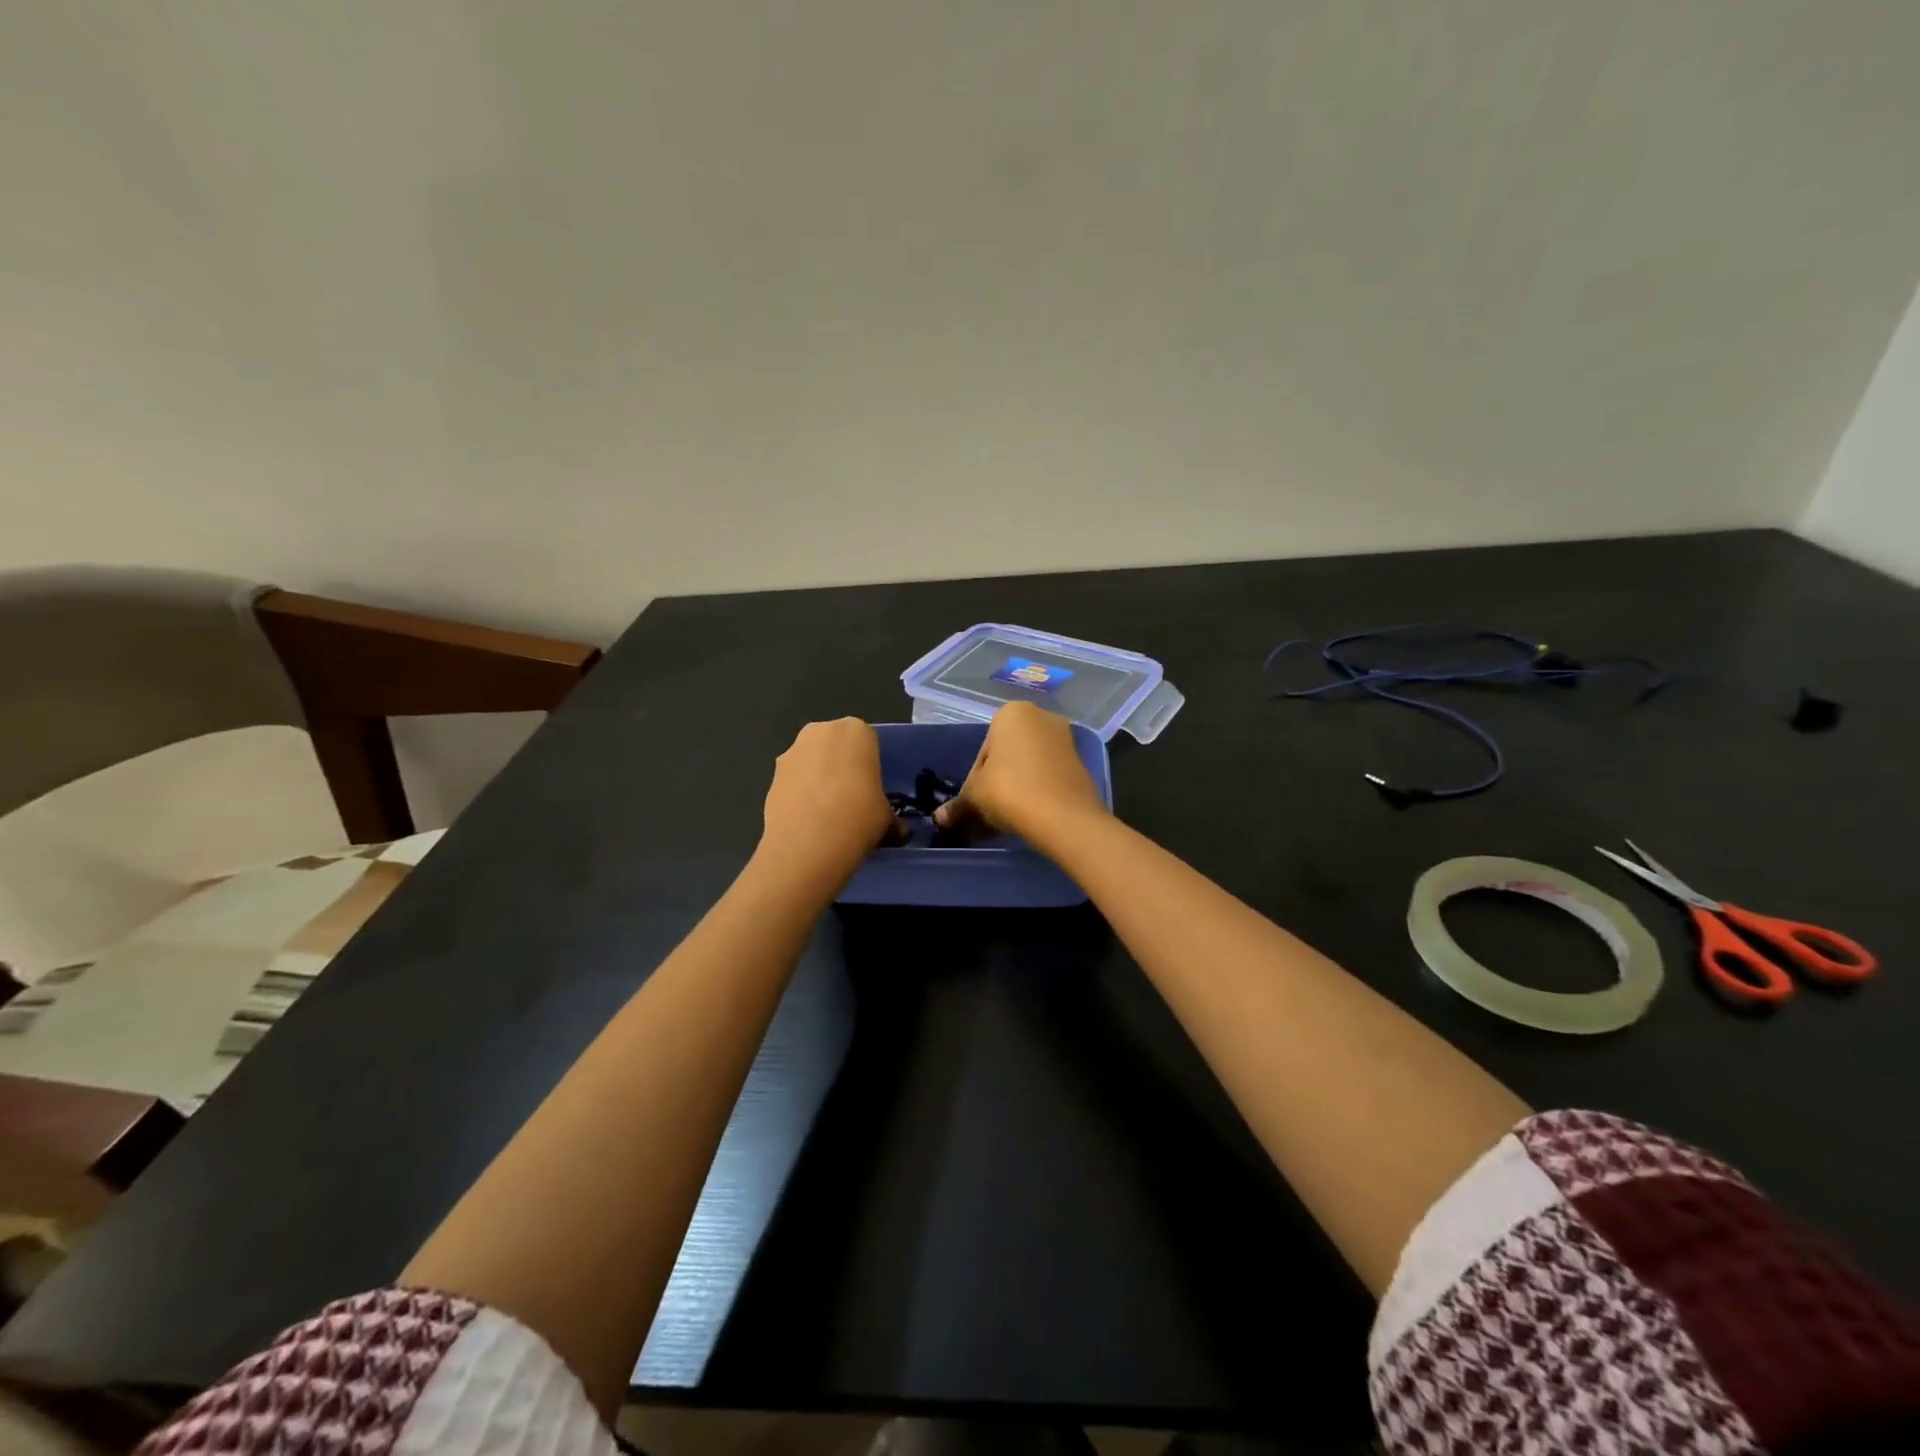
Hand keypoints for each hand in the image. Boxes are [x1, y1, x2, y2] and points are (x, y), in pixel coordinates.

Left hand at [758, 718, 900, 886]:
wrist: (807, 844)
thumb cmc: (859, 818)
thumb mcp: (887, 820)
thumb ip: (893, 819)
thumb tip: (899, 832)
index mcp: (857, 731)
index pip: (868, 742)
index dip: (870, 767)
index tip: (872, 790)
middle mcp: (821, 731)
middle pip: (836, 746)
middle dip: (842, 767)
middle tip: (851, 800)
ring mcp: (792, 751)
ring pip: (812, 762)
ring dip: (818, 780)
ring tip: (827, 815)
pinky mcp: (772, 774)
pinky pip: (794, 780)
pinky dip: (800, 794)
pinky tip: (808, 821)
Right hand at [932, 701, 1106, 849]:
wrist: (1064, 817)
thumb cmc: (1010, 791)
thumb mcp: (974, 797)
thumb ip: (957, 805)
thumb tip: (940, 818)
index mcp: (1012, 713)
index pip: (983, 750)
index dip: (975, 780)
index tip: (976, 802)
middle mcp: (1041, 716)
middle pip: (1007, 755)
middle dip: (997, 782)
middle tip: (989, 812)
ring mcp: (1065, 739)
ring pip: (1028, 766)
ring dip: (1016, 789)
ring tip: (1007, 820)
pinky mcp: (1080, 763)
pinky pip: (1048, 776)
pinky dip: (1037, 792)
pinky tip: (1029, 817)